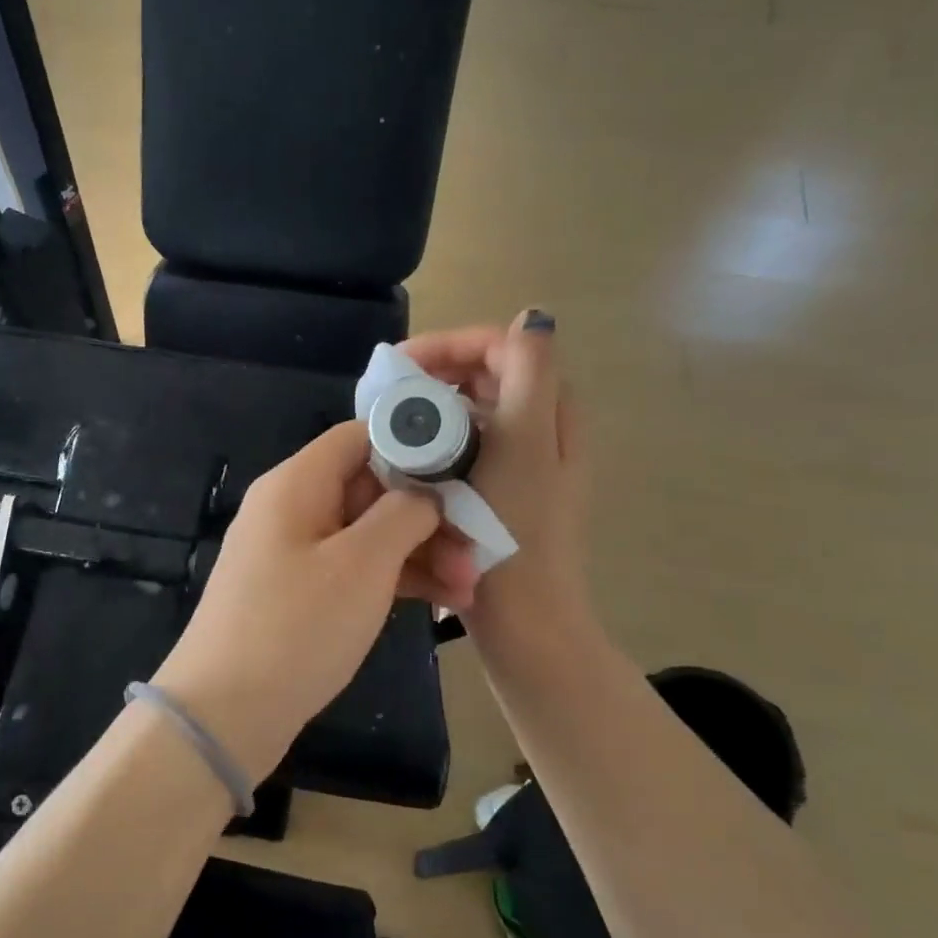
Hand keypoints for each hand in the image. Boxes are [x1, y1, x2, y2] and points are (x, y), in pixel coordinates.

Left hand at [151, 420, 474, 782]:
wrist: (225, 713)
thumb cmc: (296, 627)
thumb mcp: (361, 565)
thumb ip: (403, 514)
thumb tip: (425, 493)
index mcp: (297, 483)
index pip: (361, 437)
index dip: (415, 445)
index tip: (465, 473)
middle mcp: (292, 508)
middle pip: (370, 487)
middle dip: (429, 515)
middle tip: (478, 553)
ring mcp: (293, 553)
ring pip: (367, 533)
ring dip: (420, 553)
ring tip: (469, 590)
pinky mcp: (298, 593)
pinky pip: (353, 569)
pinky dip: (394, 580)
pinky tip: (441, 604)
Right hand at [399, 311, 599, 668]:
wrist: (524, 620)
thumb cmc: (515, 533)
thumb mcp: (524, 447)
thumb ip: (529, 376)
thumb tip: (533, 317)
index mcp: (550, 413)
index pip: (503, 348)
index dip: (451, 345)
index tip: (400, 367)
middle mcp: (540, 431)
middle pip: (487, 376)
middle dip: (436, 374)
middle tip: (387, 396)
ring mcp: (521, 464)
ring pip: (473, 412)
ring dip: (432, 407)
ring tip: (390, 424)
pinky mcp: (499, 492)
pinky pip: (465, 446)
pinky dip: (437, 441)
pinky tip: (407, 460)